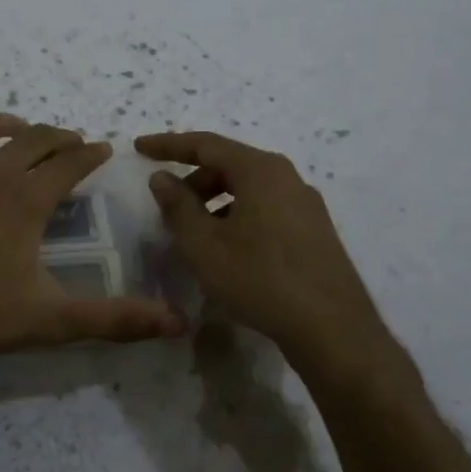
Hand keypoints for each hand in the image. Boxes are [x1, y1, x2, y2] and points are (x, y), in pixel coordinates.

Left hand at [0, 111, 184, 371]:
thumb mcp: (48, 321)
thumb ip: (113, 319)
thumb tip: (176, 322)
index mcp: (25, 199)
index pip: (69, 162)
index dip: (90, 153)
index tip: (102, 149)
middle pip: (32, 138)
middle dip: (57, 137)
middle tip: (68, 143)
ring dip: (8, 125)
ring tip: (19, 133)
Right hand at [136, 131, 387, 369]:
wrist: (331, 327)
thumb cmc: (258, 278)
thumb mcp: (203, 244)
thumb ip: (178, 206)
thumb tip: (162, 177)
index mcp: (260, 170)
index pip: (206, 144)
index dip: (168, 145)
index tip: (139, 147)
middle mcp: (287, 177)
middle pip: (230, 165)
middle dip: (193, 181)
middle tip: (168, 207)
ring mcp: (305, 204)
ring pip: (248, 189)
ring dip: (215, 202)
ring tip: (195, 235)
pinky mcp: (314, 231)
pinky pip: (266, 209)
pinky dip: (237, 217)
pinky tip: (228, 251)